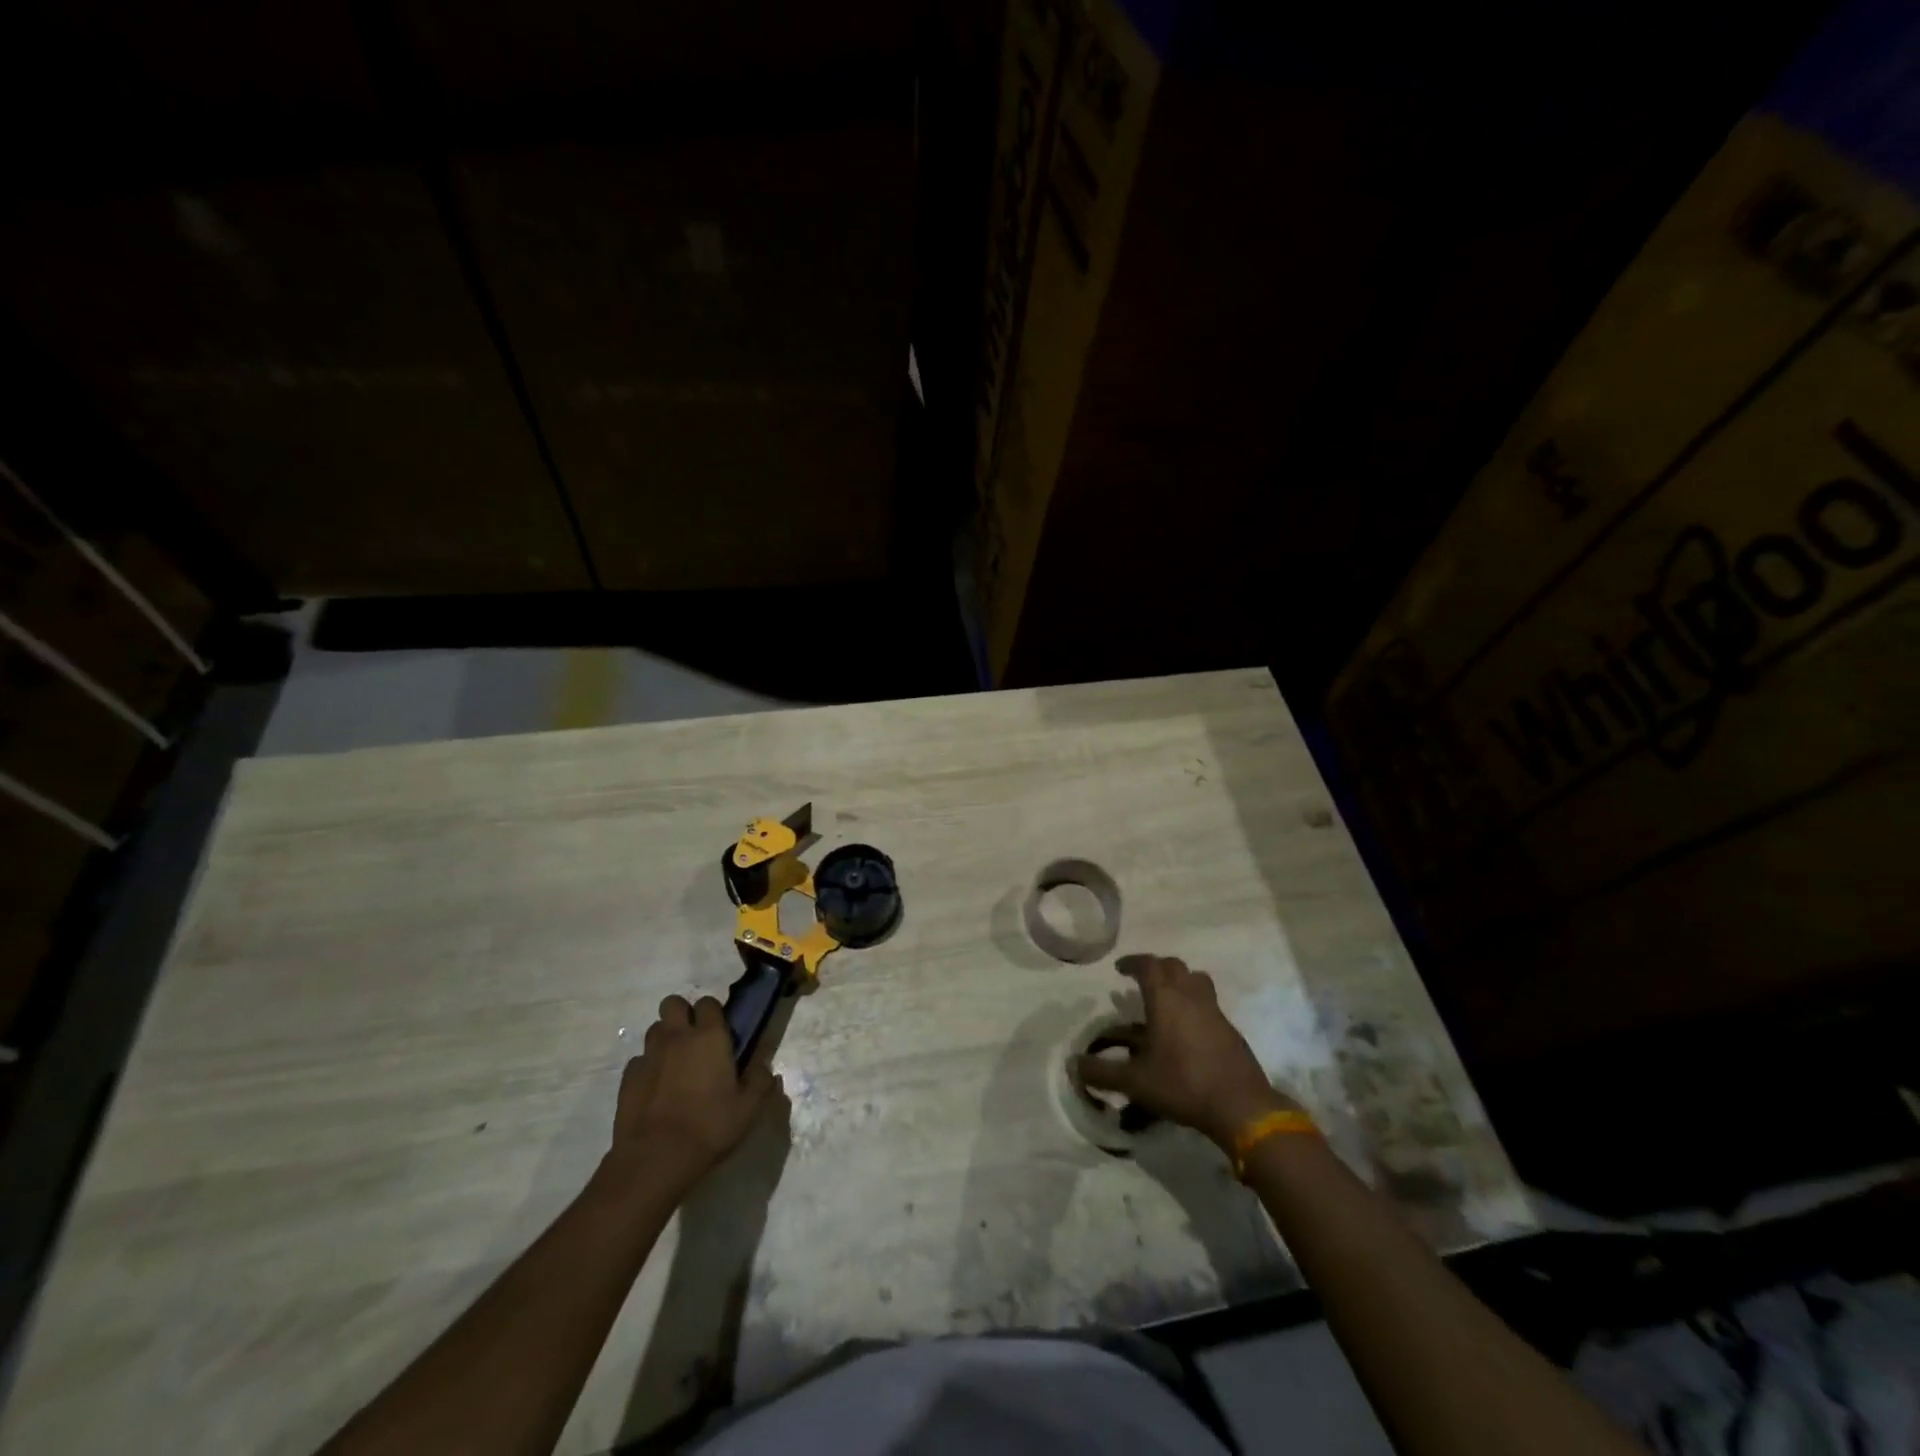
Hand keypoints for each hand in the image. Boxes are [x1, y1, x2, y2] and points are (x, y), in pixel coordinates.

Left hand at [610, 995, 782, 1191]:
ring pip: (655, 1029)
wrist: (655, 1159)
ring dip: (665, 1038)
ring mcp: (649, 1056)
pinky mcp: (628, 1078)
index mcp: (709, 1037)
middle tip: (694, 1039)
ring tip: (675, 1064)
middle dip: (682, 1014)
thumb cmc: (709, 1127)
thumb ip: (761, 1081)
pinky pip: (639, 1060)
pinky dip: (649, 1067)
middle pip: (673, 1004)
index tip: (721, 1032)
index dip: (714, 1013)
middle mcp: (677, 1037)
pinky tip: (656, 1089)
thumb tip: (766, 1068)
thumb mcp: (749, 1108)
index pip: (708, 1002)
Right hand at [1076, 954, 1296, 1151]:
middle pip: (1174, 966)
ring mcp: (1214, 1011)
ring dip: (1179, 981)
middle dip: (1155, 968)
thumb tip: (1074, 1065)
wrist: (1240, 1106)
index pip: (1148, 965)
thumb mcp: (1134, 1082)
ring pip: (1196, 980)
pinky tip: (1186, 1030)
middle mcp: (1190, 996)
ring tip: (1166, 998)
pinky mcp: (1230, 1029)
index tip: (1119, 969)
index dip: (1132, 962)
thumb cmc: (1182, 1085)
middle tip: (1141, 980)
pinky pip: (1208, 1003)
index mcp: (1165, 999)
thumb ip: (1102, 1072)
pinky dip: (1194, 1004)